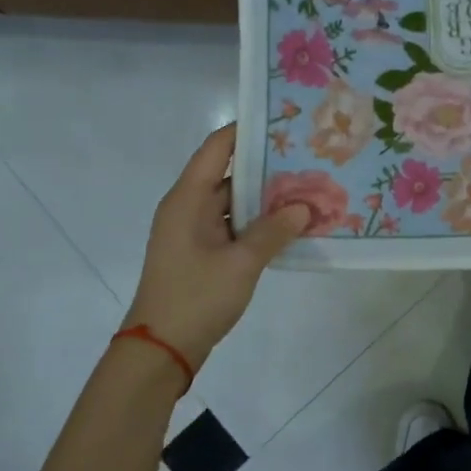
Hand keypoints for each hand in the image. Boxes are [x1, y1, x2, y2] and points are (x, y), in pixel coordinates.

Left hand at [121, 124, 308, 368]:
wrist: (161, 350)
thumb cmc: (195, 297)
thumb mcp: (241, 263)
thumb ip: (274, 231)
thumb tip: (305, 207)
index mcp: (188, 199)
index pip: (217, 148)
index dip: (246, 130)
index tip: (282, 120)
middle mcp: (188, 207)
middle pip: (228, 173)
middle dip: (267, 165)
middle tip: (308, 156)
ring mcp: (195, 231)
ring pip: (234, 202)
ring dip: (266, 197)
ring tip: (308, 186)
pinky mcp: (202, 253)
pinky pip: (234, 226)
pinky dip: (259, 222)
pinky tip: (291, 224)